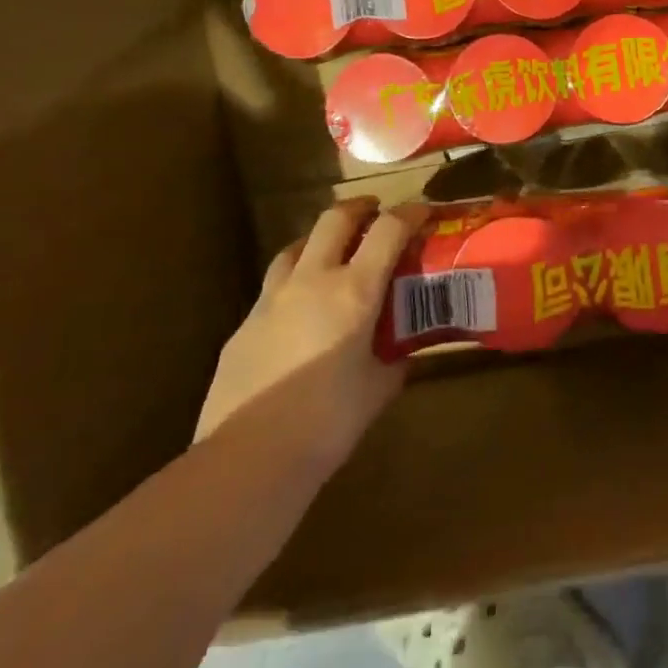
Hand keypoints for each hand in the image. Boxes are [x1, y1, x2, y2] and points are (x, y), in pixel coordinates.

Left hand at [193, 199, 423, 467]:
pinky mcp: (243, 326)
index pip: (388, 230)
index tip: (424, 210)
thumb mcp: (378, 389)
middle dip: (359, 208)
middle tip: (375, 212)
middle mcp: (312, 281)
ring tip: (333, 252)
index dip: (409, 213)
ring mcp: (271, 301)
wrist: (248, 459)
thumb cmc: (327, 422)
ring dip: (319, 239)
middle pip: (334, 220)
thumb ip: (394, 361)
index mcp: (353, 291)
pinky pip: (272, 288)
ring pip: (295, 247)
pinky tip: (299, 310)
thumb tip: (404, 353)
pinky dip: (293, 282)